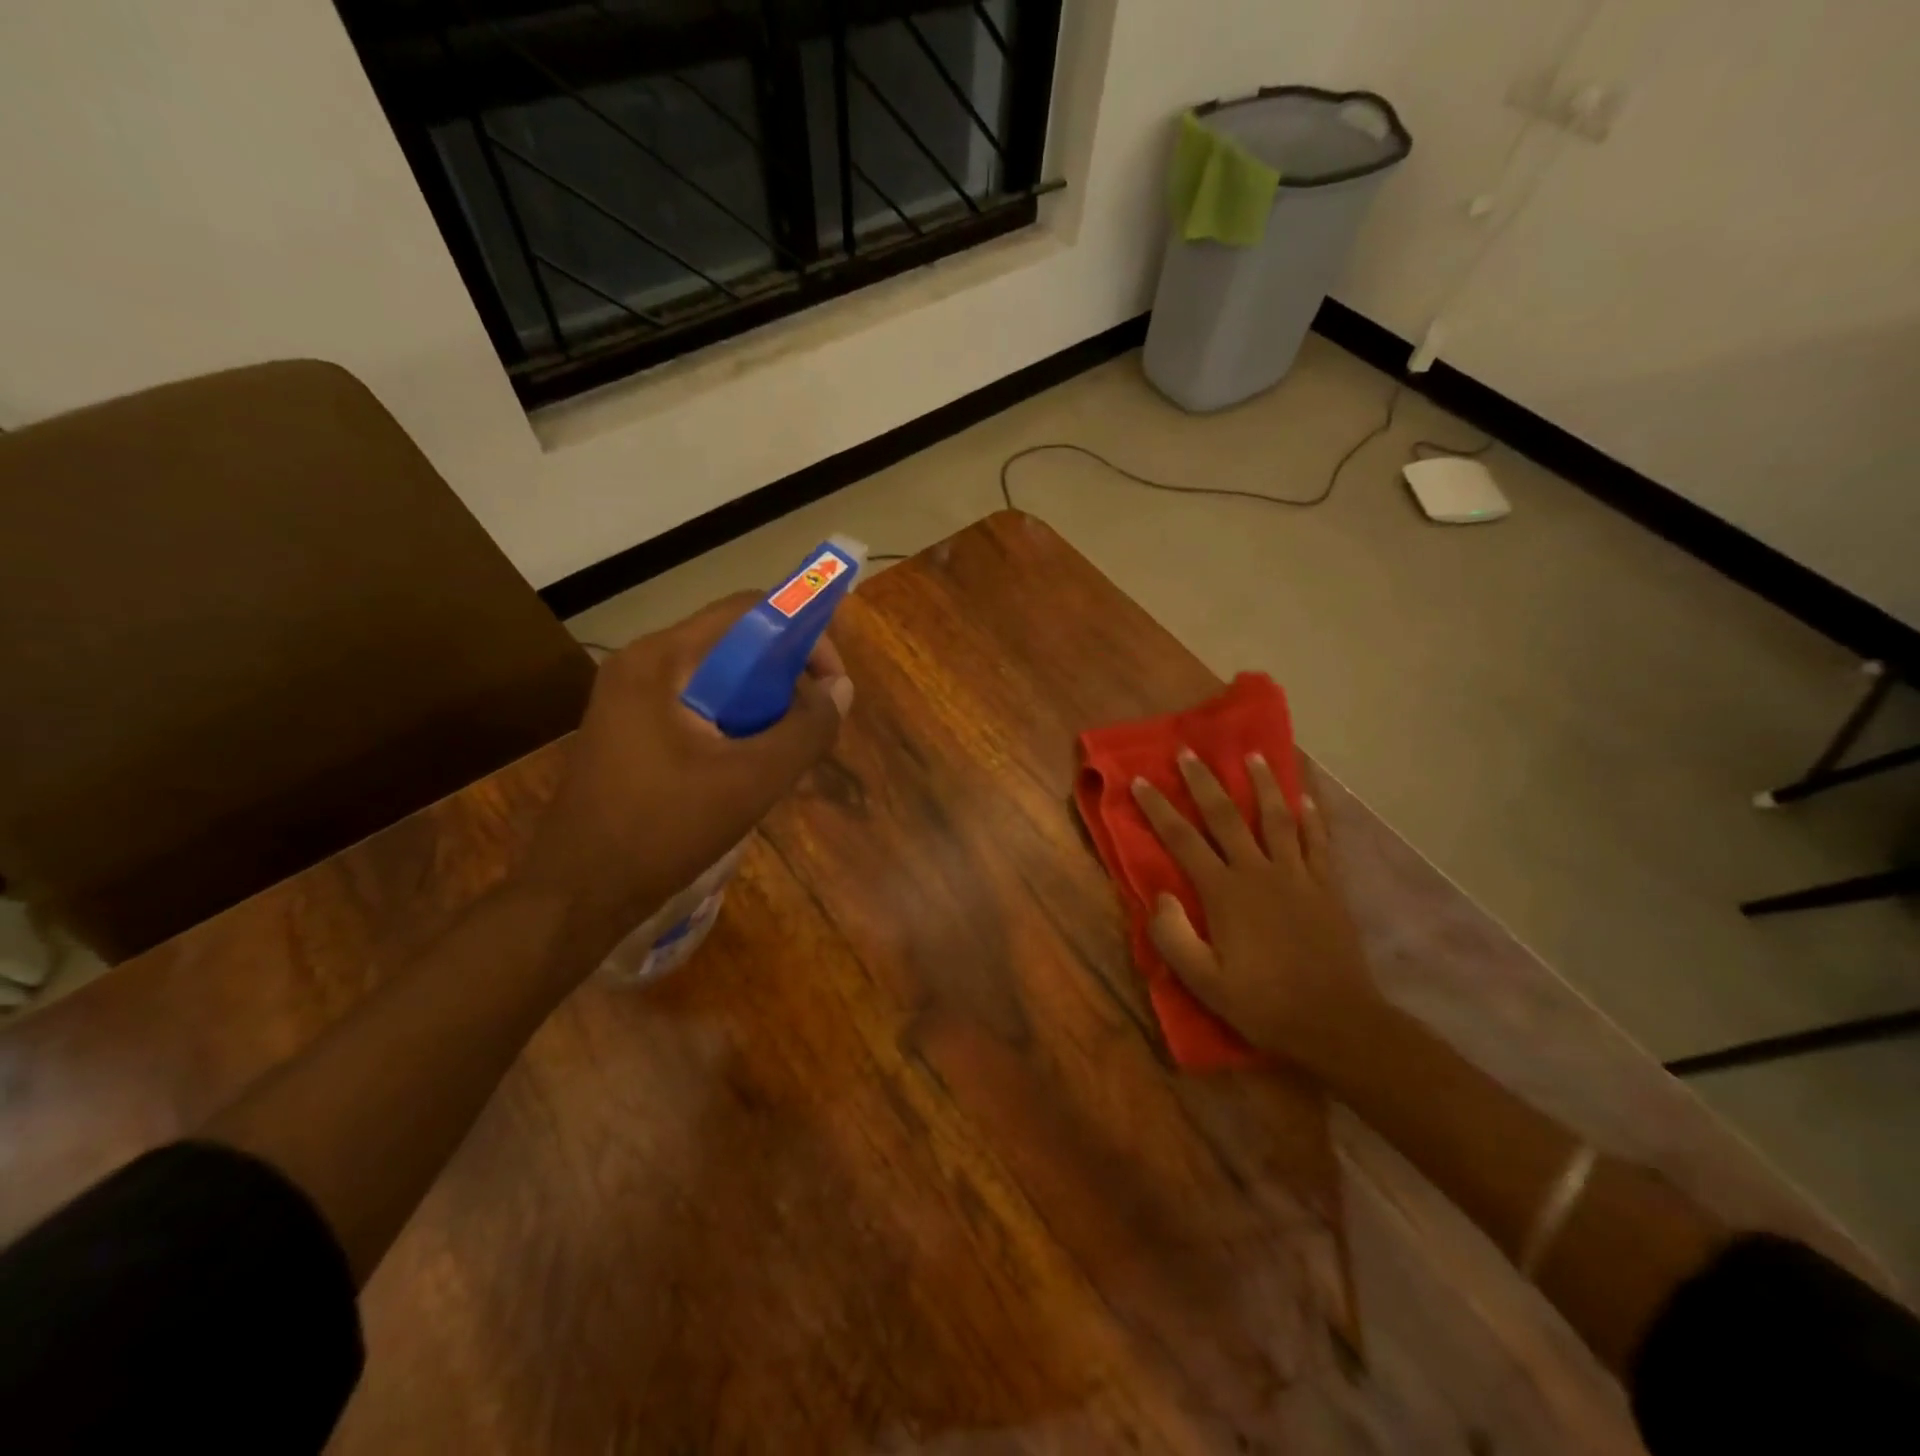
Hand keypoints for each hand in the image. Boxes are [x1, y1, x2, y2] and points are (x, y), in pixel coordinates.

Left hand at [521, 593, 852, 955]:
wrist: (578, 895)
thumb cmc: (664, 830)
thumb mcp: (752, 780)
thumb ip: (806, 729)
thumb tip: (840, 688)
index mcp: (661, 660)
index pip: (747, 612)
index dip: (802, 635)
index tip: (831, 684)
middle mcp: (642, 665)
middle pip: (733, 644)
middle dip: (785, 678)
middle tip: (813, 724)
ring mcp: (630, 699)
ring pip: (718, 679)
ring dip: (762, 705)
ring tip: (786, 750)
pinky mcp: (630, 730)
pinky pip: (697, 707)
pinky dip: (735, 724)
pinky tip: (750, 767)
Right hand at [1130, 751, 1379, 1070]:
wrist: (1336, 1022)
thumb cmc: (1263, 1003)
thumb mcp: (1203, 981)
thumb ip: (1172, 937)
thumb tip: (1161, 896)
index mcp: (1224, 893)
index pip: (1183, 840)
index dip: (1158, 809)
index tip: (1140, 781)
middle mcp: (1259, 872)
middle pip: (1226, 816)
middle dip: (1204, 781)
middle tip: (1189, 751)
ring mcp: (1297, 875)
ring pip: (1277, 817)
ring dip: (1263, 783)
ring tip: (1254, 754)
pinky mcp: (1326, 886)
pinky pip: (1318, 841)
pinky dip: (1311, 816)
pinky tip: (1306, 797)